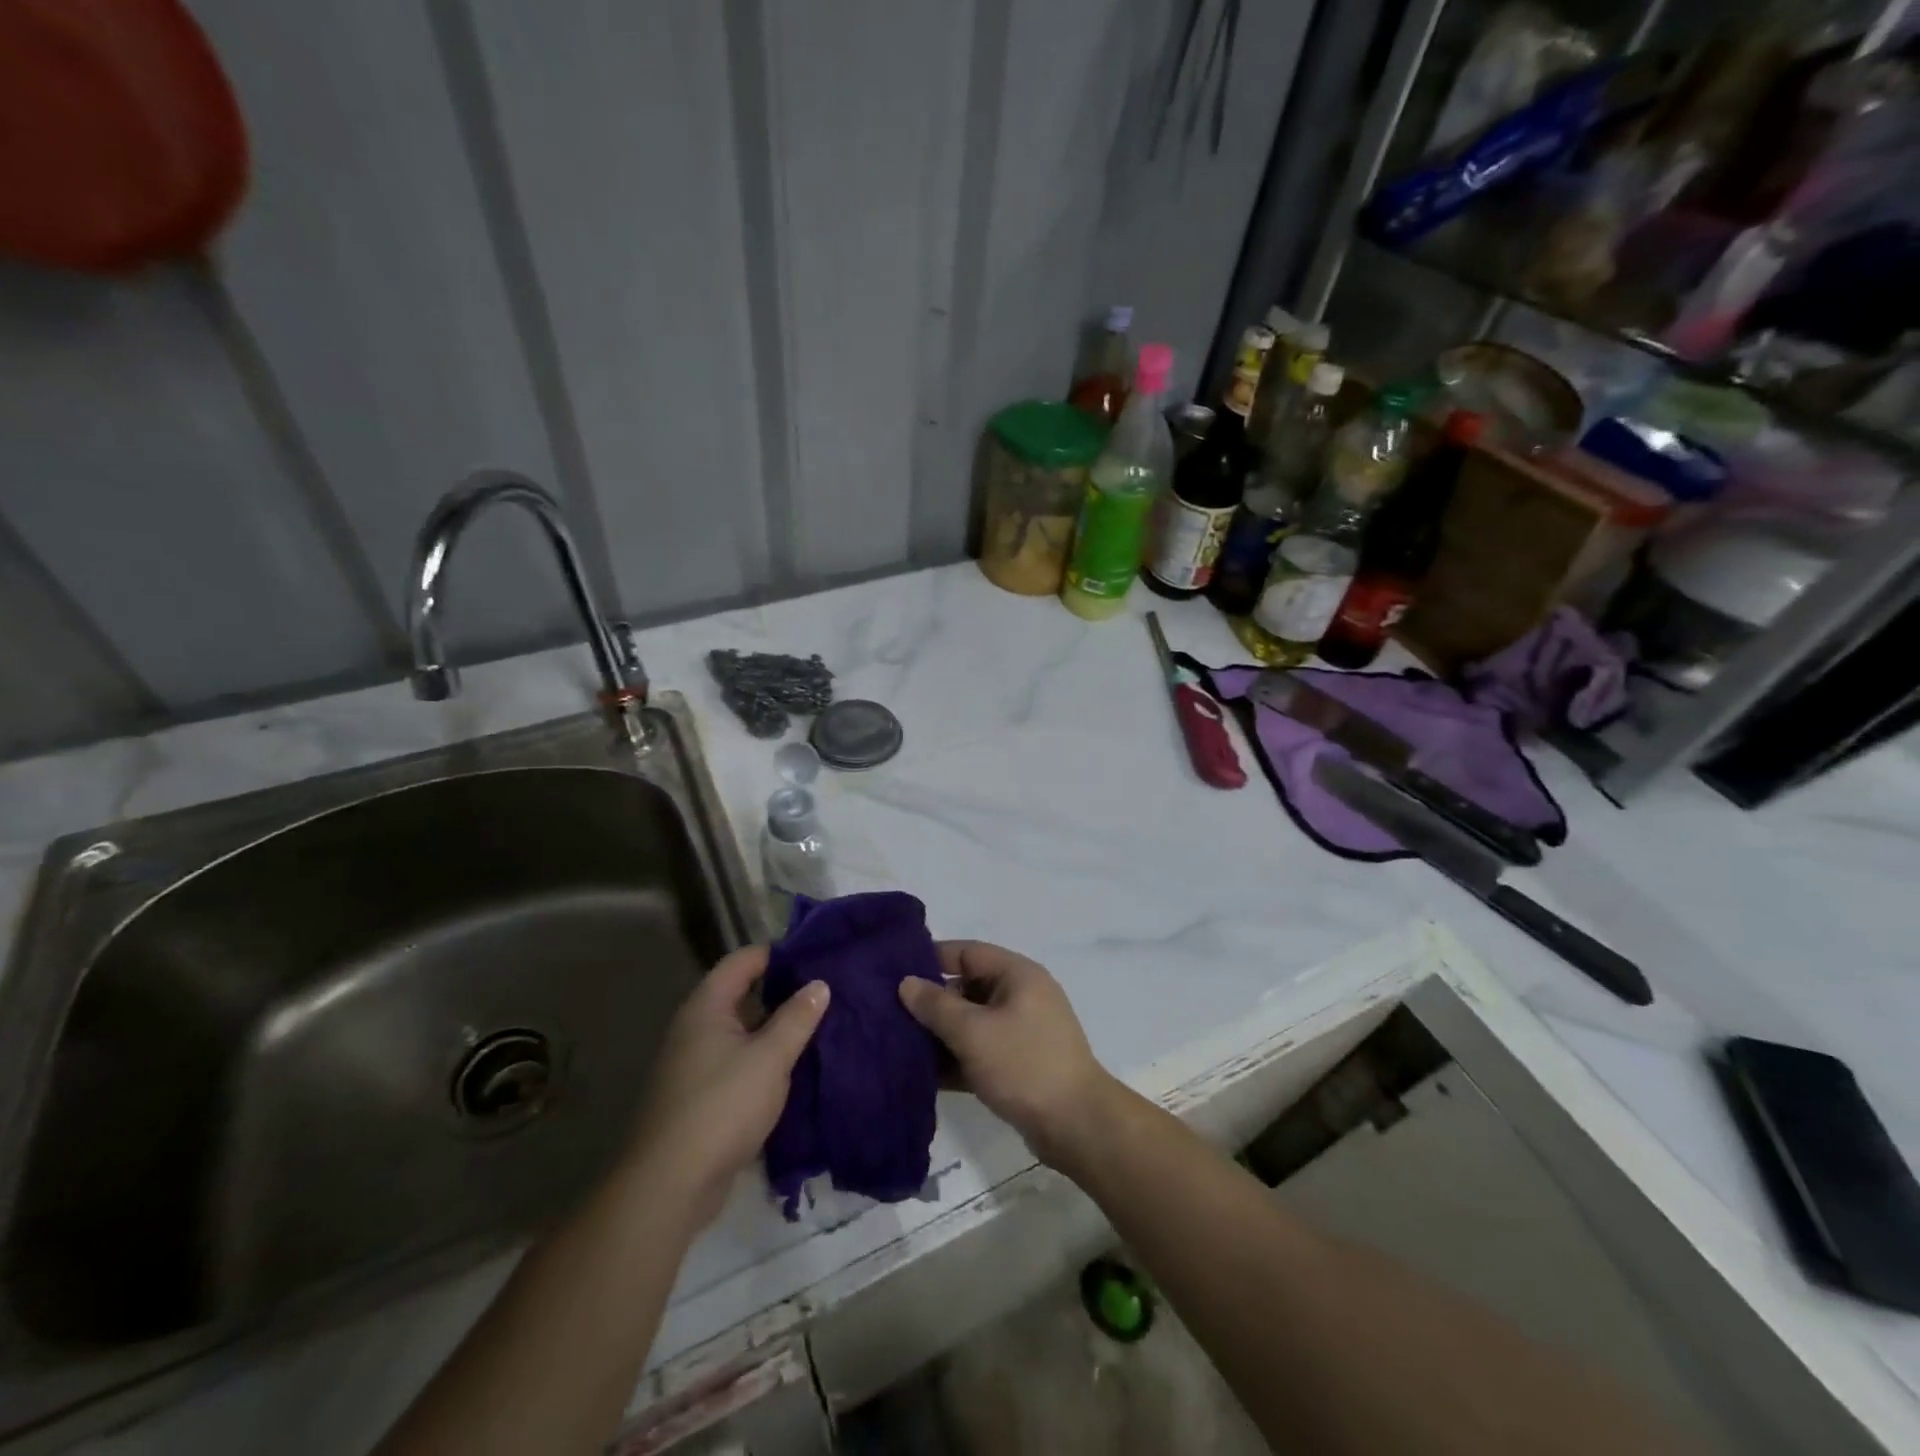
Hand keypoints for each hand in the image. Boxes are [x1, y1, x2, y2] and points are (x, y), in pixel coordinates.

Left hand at [628, 946, 828, 1228]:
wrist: (669, 1185)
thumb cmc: (722, 1106)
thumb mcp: (770, 1057)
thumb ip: (797, 1017)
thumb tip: (819, 984)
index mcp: (707, 1007)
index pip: (744, 960)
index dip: (778, 952)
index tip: (816, 955)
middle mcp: (696, 1028)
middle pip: (744, 995)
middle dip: (784, 993)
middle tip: (827, 992)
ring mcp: (696, 1064)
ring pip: (744, 1033)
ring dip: (777, 1031)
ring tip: (821, 1028)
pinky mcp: (702, 1097)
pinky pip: (739, 1064)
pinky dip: (765, 1061)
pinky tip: (797, 1070)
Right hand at [898, 941, 1116, 1165]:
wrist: (1076, 1126)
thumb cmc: (1024, 1065)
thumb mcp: (973, 1032)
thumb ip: (936, 1006)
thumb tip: (906, 982)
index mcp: (1017, 975)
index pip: (967, 952)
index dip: (931, 958)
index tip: (893, 971)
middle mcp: (1021, 996)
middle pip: (967, 988)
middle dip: (931, 1001)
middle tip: (888, 1012)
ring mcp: (1021, 1032)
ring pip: (971, 1023)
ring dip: (939, 1034)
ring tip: (896, 1043)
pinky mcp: (1019, 1065)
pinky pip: (979, 1052)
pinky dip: (955, 1059)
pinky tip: (921, 1075)